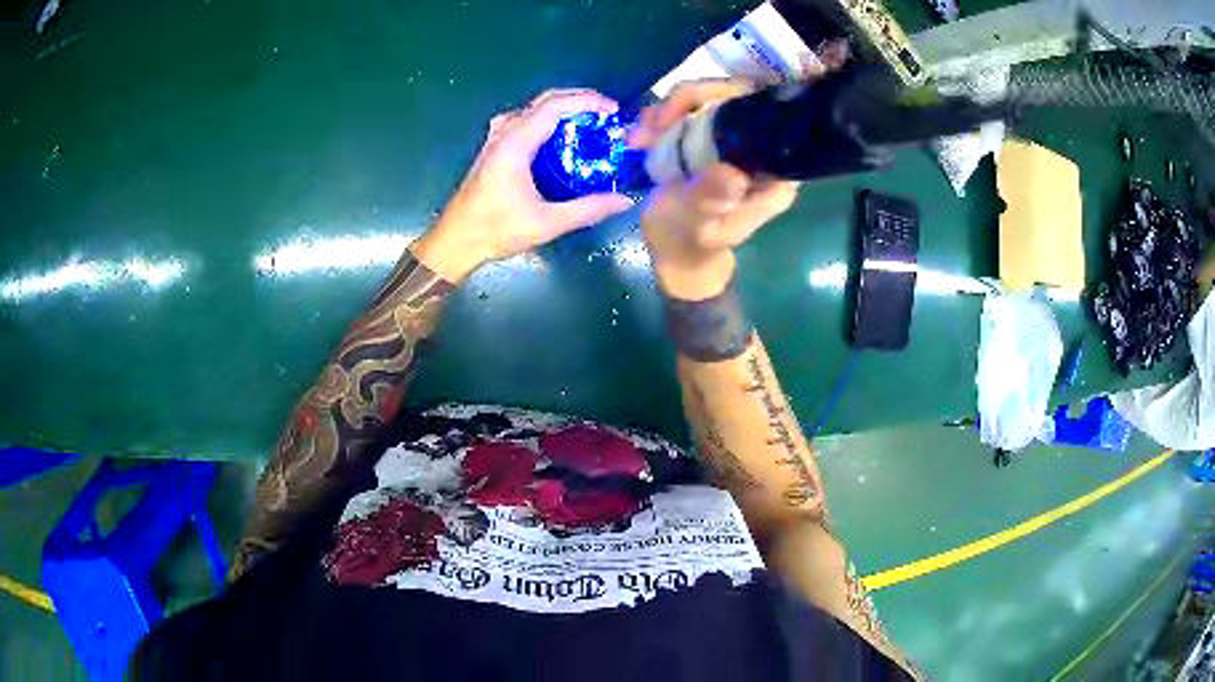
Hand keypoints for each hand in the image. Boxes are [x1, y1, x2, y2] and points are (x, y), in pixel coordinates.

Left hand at [413, 89, 635, 281]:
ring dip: (564, 108)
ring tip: (590, 122)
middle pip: (545, 100)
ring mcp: (497, 138)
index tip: (612, 111)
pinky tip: (563, 137)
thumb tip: (624, 200)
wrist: (455, 240)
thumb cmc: (496, 231)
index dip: (587, 101)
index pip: (555, 105)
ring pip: (534, 108)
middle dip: (580, 100)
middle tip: (607, 115)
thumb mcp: (547, 223)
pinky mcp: (495, 147)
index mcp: (515, 144)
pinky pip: (525, 120)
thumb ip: (587, 209)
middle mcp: (504, 133)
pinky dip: (549, 120)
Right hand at [630, 80, 799, 299]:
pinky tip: (644, 135)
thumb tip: (732, 174)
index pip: (762, 114)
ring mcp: (739, 142)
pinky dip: (666, 117)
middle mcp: (763, 152)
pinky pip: (695, 111)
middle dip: (690, 99)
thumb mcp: (695, 223)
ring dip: (671, 109)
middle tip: (653, 122)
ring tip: (641, 135)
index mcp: (773, 173)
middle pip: (736, 95)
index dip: (724, 97)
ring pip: (711, 99)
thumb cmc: (687, 241)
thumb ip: (711, 199)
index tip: (681, 111)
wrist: (674, 251)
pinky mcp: (716, 140)